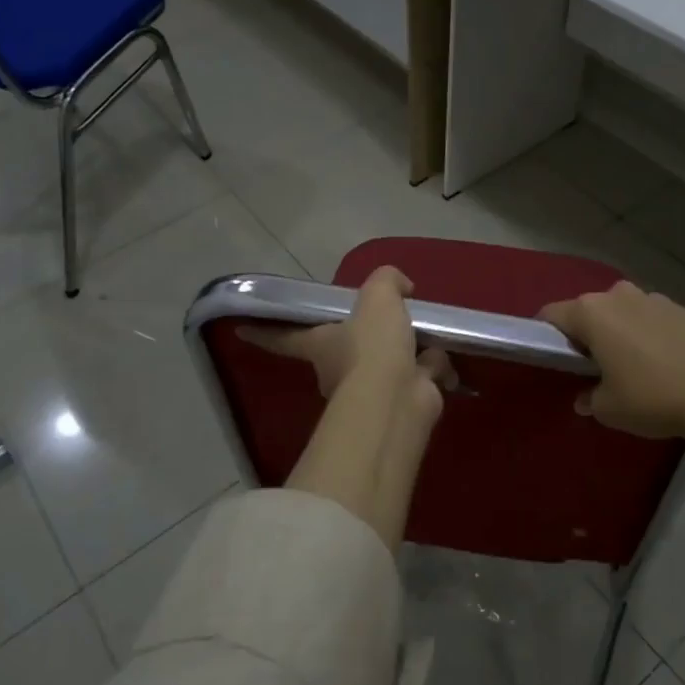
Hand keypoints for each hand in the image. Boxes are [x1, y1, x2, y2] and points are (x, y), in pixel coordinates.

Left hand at [240, 266, 452, 407]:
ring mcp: (368, 391)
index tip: (240, 330)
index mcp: (321, 343)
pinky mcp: (399, 403)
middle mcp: (337, 370)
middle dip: (369, 339)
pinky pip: (417, 379)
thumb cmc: (374, 346)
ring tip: (426, 338)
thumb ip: (387, 281)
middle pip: (346, 350)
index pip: (284, 335)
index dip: (264, 331)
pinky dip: (432, 371)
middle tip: (394, 319)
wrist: (398, 397)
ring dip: (408, 354)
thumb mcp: (378, 297)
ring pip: (387, 365)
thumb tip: (402, 286)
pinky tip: (443, 363)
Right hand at [541, 280, 684, 440]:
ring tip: (634, 364)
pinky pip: (653, 318)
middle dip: (587, 333)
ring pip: (623, 311)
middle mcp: (617, 296)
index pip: (552, 315)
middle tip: (595, 366)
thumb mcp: (609, 409)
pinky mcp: (683, 308)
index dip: (546, 335)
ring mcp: (653, 298)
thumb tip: (585, 398)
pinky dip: (651, 334)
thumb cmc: (652, 398)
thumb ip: (590, 399)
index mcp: (591, 313)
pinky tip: (665, 363)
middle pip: (589, 310)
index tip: (554, 358)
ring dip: (621, 330)